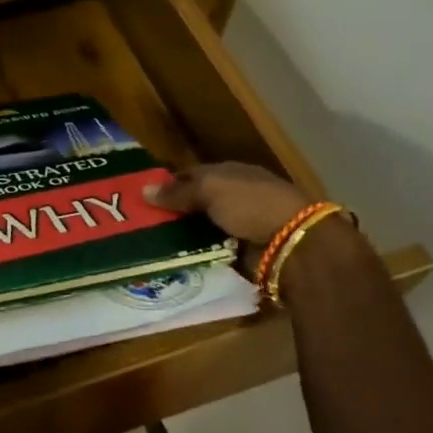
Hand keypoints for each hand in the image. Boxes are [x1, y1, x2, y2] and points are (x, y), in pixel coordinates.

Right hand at [144, 162, 310, 242]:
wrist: (292, 243)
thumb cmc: (251, 204)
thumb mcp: (210, 190)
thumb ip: (177, 192)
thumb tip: (143, 190)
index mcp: (230, 174)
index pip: (192, 175)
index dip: (168, 184)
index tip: (142, 198)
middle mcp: (234, 197)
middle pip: (196, 203)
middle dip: (172, 213)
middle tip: (140, 224)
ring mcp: (239, 224)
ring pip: (201, 229)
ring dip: (182, 236)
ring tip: (150, 244)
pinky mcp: (242, 251)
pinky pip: (211, 250)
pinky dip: (196, 254)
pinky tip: (174, 258)